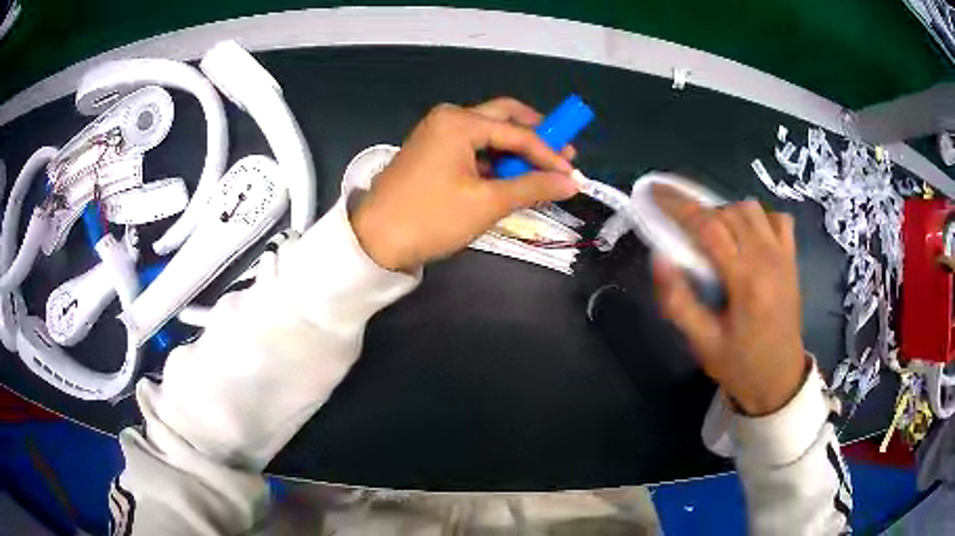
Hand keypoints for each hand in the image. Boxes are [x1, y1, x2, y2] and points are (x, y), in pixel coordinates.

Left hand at [351, 98, 577, 271]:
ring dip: (515, 149)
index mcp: (460, 122)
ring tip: (538, 172)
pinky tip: (508, 177)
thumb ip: (532, 187)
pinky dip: (493, 159)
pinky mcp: (432, 150)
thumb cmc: (431, 218)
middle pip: (503, 117)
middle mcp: (448, 118)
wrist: (374, 241)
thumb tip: (570, 182)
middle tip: (561, 154)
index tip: (573, 172)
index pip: (517, 133)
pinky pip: (472, 146)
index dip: (549, 153)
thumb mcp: (486, 203)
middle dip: (535, 135)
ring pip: (488, 132)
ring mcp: (437, 133)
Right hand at [652, 185, 807, 415]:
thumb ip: (678, 301)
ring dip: (725, 212)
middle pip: (728, 212)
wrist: (779, 379)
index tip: (654, 192)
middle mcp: (768, 259)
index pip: (709, 228)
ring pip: (751, 209)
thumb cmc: (738, 365)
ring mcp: (783, 256)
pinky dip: (758, 217)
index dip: (678, 206)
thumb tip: (659, 258)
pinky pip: (777, 219)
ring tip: (712, 234)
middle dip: (698, 209)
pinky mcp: (791, 258)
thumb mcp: (702, 343)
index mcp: (746, 282)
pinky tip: (747, 235)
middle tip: (679, 225)